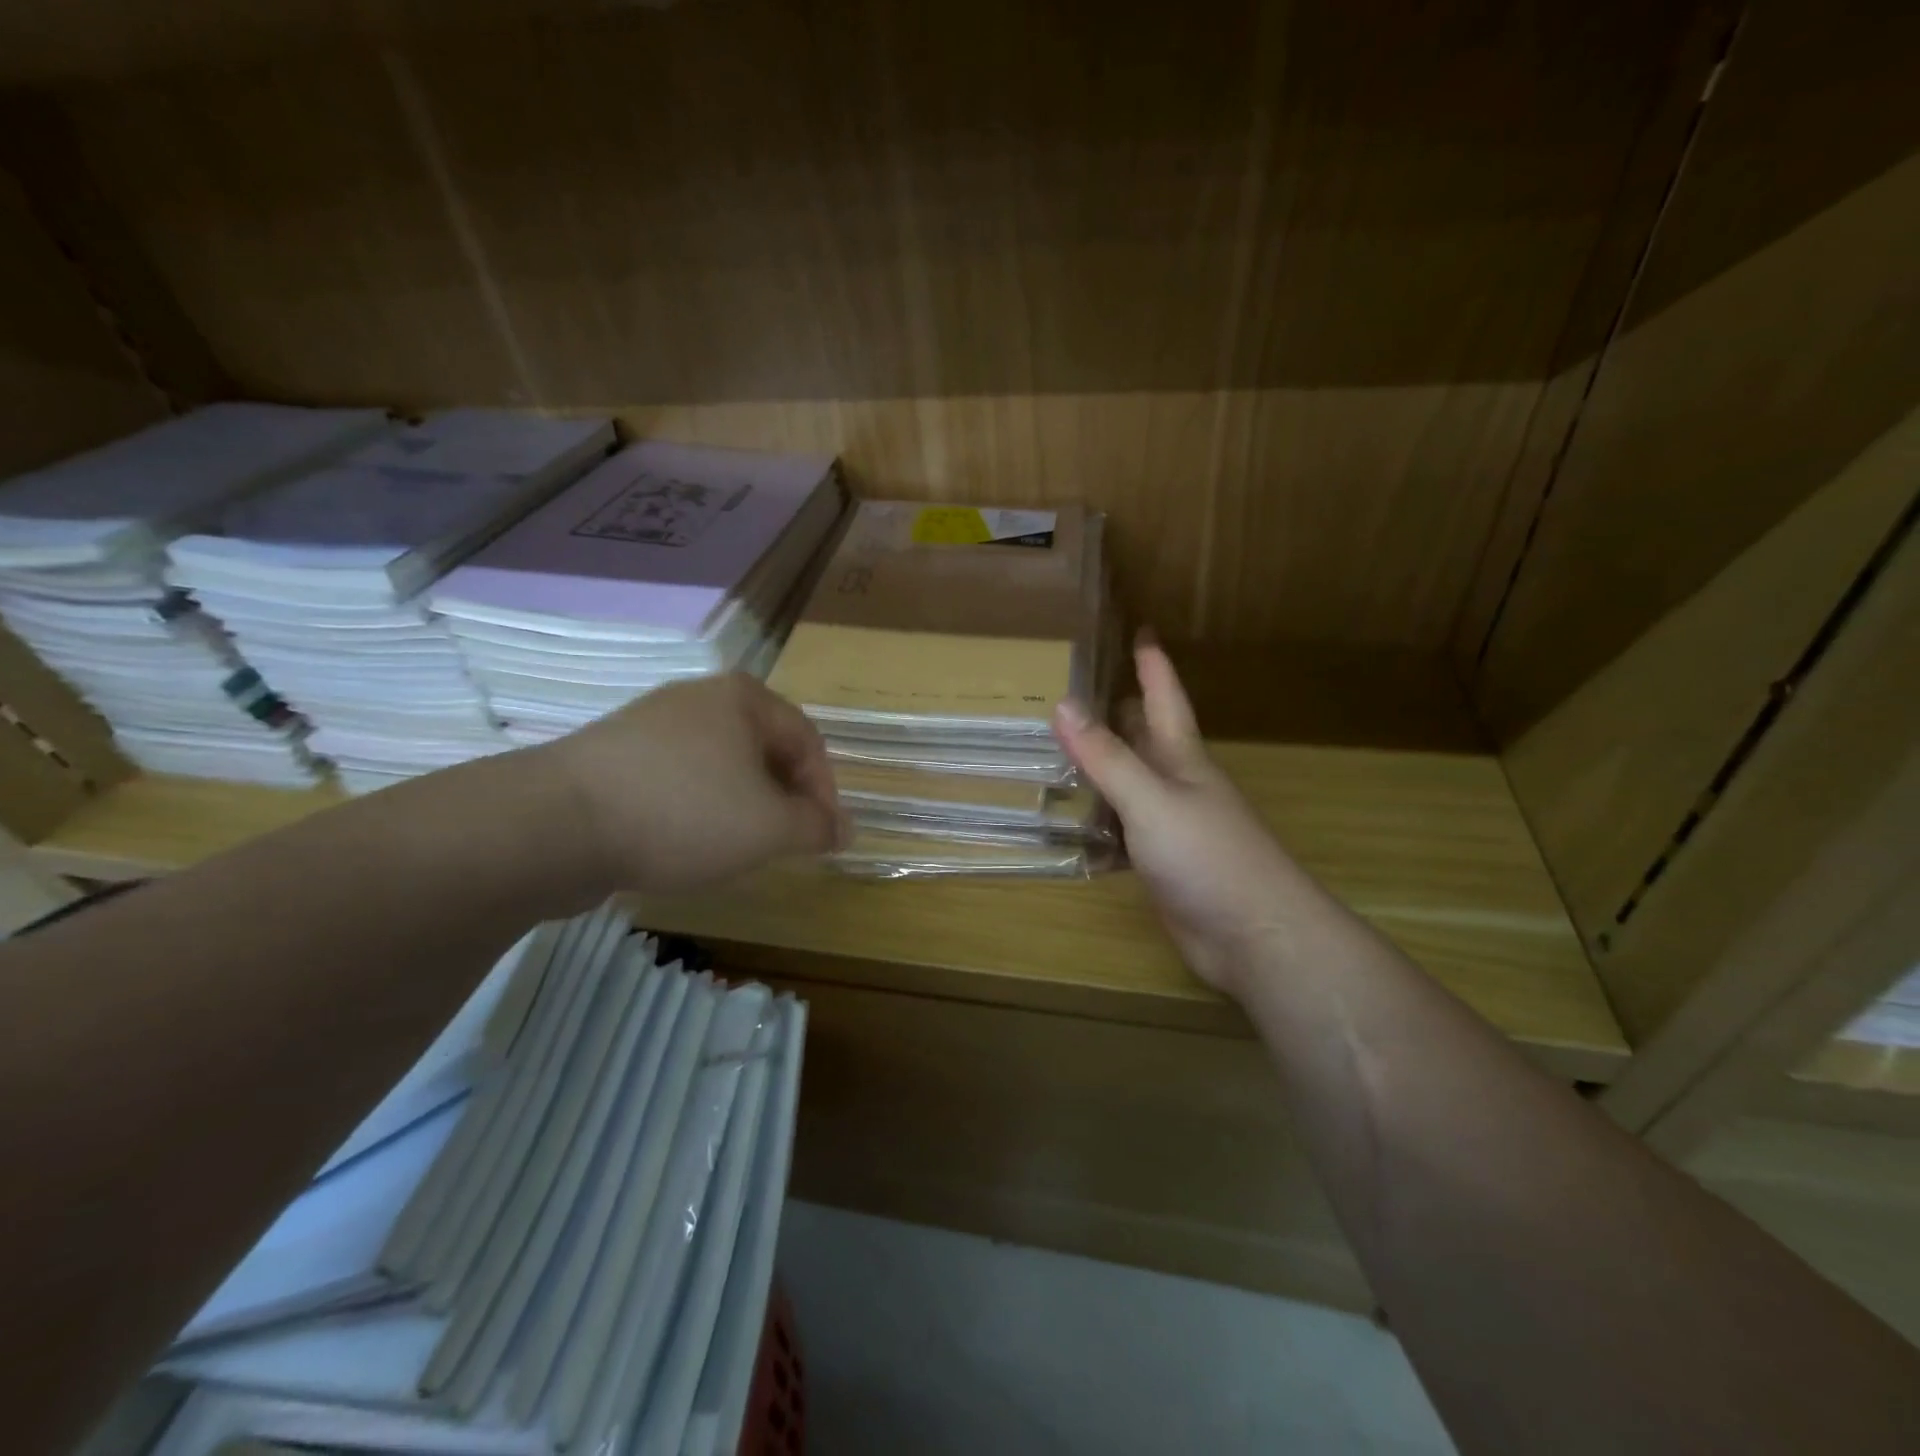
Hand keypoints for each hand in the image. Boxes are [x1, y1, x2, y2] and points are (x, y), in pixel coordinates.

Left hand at [538, 673, 847, 895]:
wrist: (557, 823)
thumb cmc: (685, 813)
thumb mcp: (770, 827)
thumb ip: (817, 827)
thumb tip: (844, 829)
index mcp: (744, 698)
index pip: (808, 742)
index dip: (825, 792)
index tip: (824, 839)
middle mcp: (700, 698)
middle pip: (764, 750)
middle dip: (783, 800)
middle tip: (783, 844)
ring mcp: (652, 723)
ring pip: (721, 766)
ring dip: (742, 806)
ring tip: (737, 848)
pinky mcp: (615, 754)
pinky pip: (679, 778)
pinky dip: (698, 808)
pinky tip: (685, 841)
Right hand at [1054, 639, 1304, 996]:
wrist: (1253, 936)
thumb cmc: (1208, 857)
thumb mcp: (1152, 800)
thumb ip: (1107, 757)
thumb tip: (1063, 703)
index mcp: (1182, 759)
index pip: (1164, 698)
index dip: (1153, 664)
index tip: (1141, 629)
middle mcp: (1176, 785)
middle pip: (1143, 738)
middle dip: (1117, 711)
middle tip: (1073, 689)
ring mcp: (1170, 827)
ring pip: (1128, 785)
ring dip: (1099, 769)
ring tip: (1054, 751)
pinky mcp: (1160, 865)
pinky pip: (1119, 832)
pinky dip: (1095, 823)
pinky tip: (1066, 824)